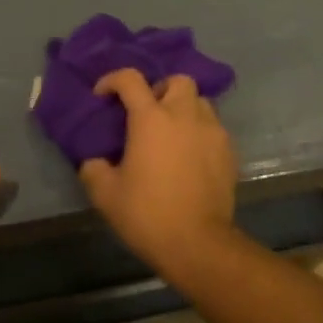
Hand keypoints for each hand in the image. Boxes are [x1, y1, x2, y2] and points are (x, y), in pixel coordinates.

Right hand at [79, 69, 238, 273]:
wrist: (197, 242)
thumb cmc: (147, 214)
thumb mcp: (106, 195)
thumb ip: (94, 170)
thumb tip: (93, 162)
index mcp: (151, 119)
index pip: (130, 80)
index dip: (112, 80)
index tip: (103, 95)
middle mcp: (185, 115)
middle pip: (177, 81)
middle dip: (160, 89)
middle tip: (148, 114)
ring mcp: (212, 130)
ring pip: (200, 102)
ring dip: (184, 109)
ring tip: (172, 134)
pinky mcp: (229, 150)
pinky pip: (214, 127)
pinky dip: (200, 132)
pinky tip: (190, 156)